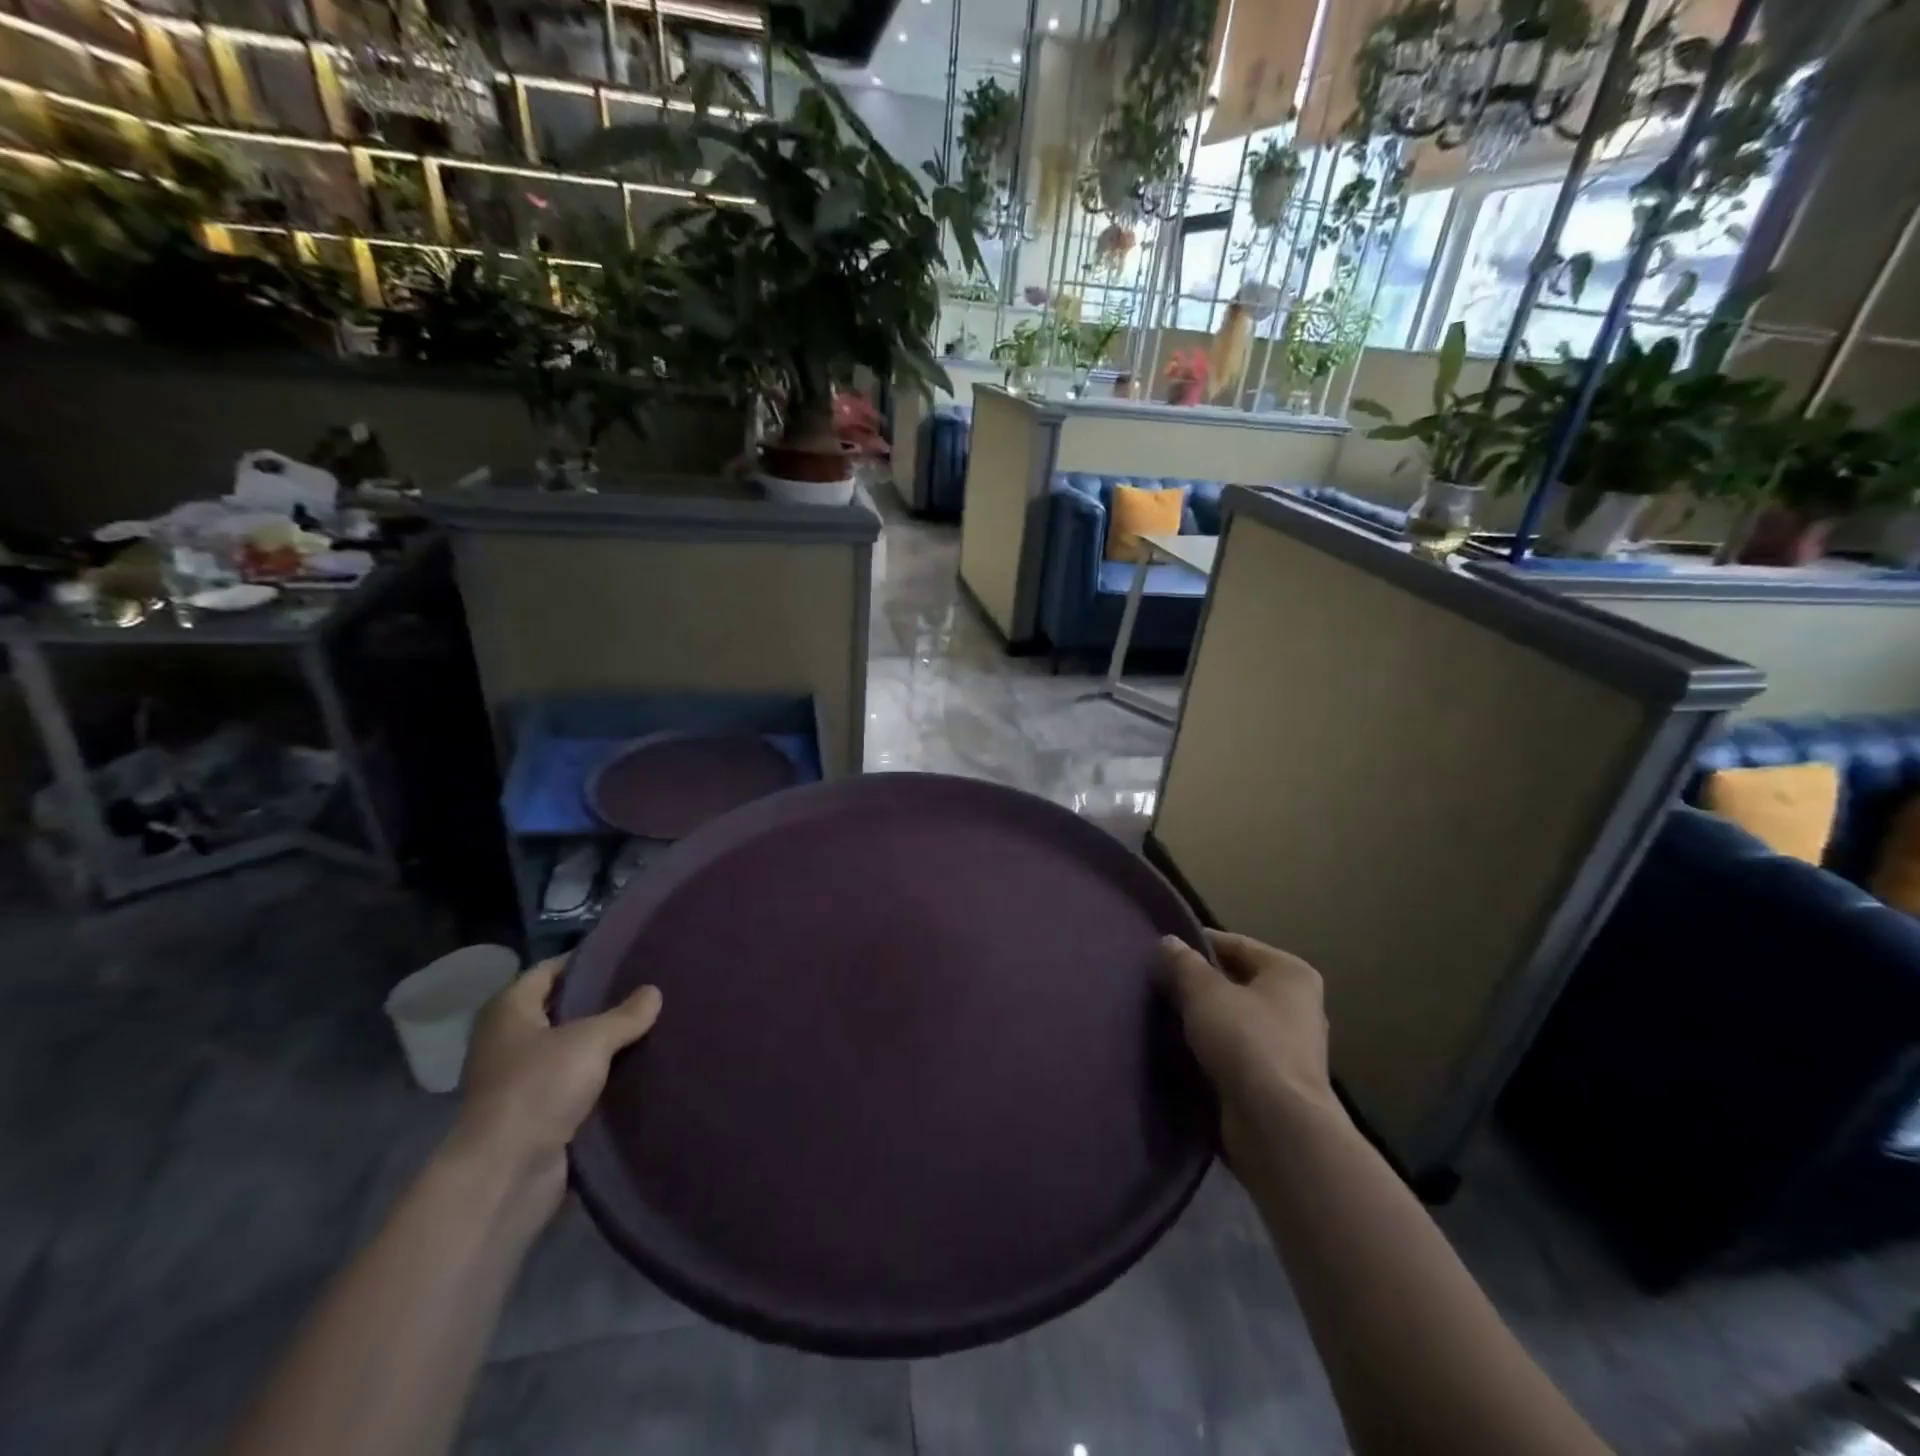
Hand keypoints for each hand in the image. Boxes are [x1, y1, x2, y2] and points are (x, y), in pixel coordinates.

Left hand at [454, 957, 661, 1215]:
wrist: (506, 1174)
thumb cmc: (540, 1087)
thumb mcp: (592, 1040)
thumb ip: (626, 1014)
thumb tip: (653, 992)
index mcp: (509, 1011)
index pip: (548, 970)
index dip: (584, 960)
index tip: (624, 954)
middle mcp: (508, 1040)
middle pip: (560, 1009)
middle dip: (600, 1002)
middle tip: (646, 987)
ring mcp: (520, 1079)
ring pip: (571, 1048)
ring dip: (603, 1042)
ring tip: (650, 1023)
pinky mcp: (536, 1113)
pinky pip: (575, 1082)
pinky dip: (601, 1076)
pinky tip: (637, 1065)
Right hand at [1158, 931, 1340, 1162]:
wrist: (1276, 1126)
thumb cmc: (1246, 1041)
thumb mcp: (1204, 992)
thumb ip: (1183, 963)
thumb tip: (1169, 943)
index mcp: (1290, 973)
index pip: (1236, 945)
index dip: (1198, 944)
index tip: (1162, 952)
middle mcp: (1297, 1005)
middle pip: (1236, 982)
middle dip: (1199, 984)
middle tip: (1159, 985)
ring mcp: (1290, 1046)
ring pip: (1235, 1018)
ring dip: (1204, 1019)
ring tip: (1164, 1016)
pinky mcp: (1276, 1081)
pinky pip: (1236, 1051)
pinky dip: (1212, 1049)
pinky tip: (1182, 1049)